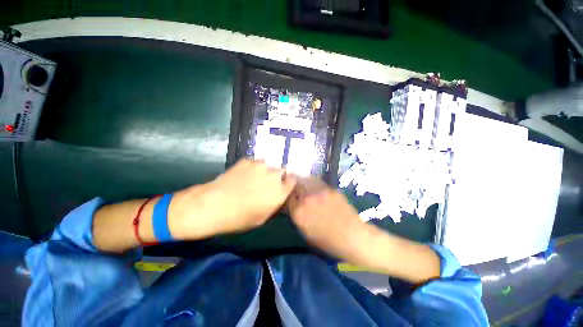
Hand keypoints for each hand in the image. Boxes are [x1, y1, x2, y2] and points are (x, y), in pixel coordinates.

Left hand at [169, 159, 296, 239]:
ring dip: (267, 170)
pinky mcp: (248, 160)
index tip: (285, 185)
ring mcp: (261, 165)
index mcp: (280, 191)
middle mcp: (274, 175)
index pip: (294, 180)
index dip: (289, 182)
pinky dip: (254, 168)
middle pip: (283, 170)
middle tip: (270, 182)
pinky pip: (256, 163)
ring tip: (257, 177)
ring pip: (270, 165)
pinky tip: (244, 174)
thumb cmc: (239, 218)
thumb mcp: (263, 217)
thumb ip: (276, 204)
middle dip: (280, 175)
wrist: (213, 205)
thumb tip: (281, 196)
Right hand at [287, 178, 367, 259]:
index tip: (293, 197)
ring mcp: (318, 192)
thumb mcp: (306, 232)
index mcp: (298, 212)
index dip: (291, 197)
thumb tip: (294, 206)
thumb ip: (297, 216)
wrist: (351, 236)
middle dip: (297, 188)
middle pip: (296, 186)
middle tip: (300, 191)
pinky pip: (319, 183)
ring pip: (307, 181)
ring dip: (306, 183)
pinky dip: (316, 185)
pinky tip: (320, 191)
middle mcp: (306, 199)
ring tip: (309, 188)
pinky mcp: (329, 189)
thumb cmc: (327, 241)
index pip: (288, 197)